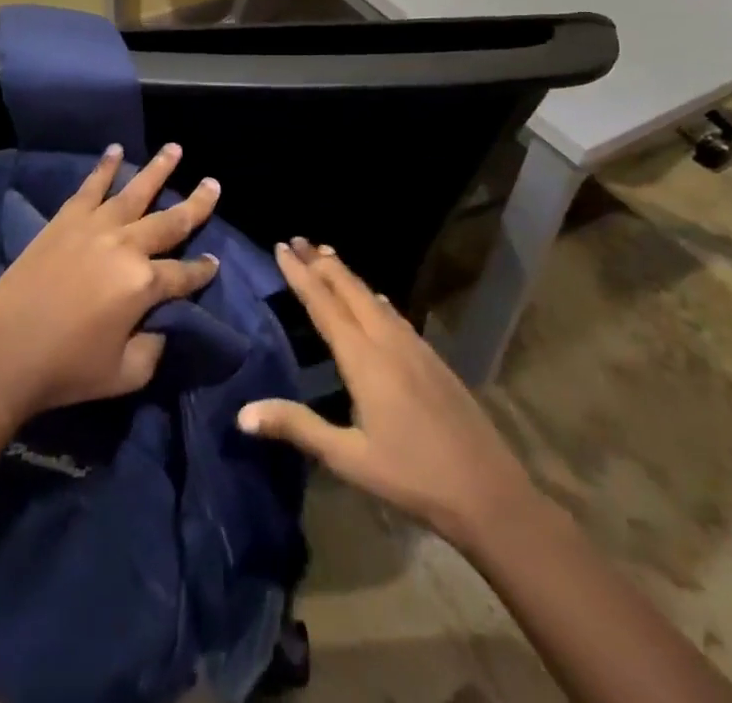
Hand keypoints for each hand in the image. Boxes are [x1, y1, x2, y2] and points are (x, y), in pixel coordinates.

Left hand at [0, 143, 220, 429]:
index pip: (184, 273)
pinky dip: (104, 167)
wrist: (3, 354)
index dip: (202, 270)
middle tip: (213, 185)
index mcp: (144, 284)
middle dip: (196, 204)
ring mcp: (94, 228)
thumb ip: (154, 348)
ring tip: (175, 148)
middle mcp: (125, 246)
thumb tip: (160, 325)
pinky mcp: (64, 221)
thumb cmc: (66, 370)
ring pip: (135, 191)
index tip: (214, 262)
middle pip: (170, 221)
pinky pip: (90, 187)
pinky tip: (115, 150)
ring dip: (158, 169)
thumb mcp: (125, 374)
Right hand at [238, 238, 531, 543]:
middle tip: (296, 239)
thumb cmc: (412, 476)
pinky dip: (371, 295)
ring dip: (346, 274)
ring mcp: (414, 346)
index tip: (281, 247)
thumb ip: (297, 427)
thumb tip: (242, 414)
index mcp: (364, 358)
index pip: (324, 303)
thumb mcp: (348, 458)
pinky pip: (392, 312)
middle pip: (349, 289)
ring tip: (327, 256)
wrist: (489, 493)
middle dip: (321, 262)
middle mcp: (388, 340)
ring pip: (372, 296)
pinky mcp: (431, 358)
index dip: (300, 274)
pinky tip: (374, 300)